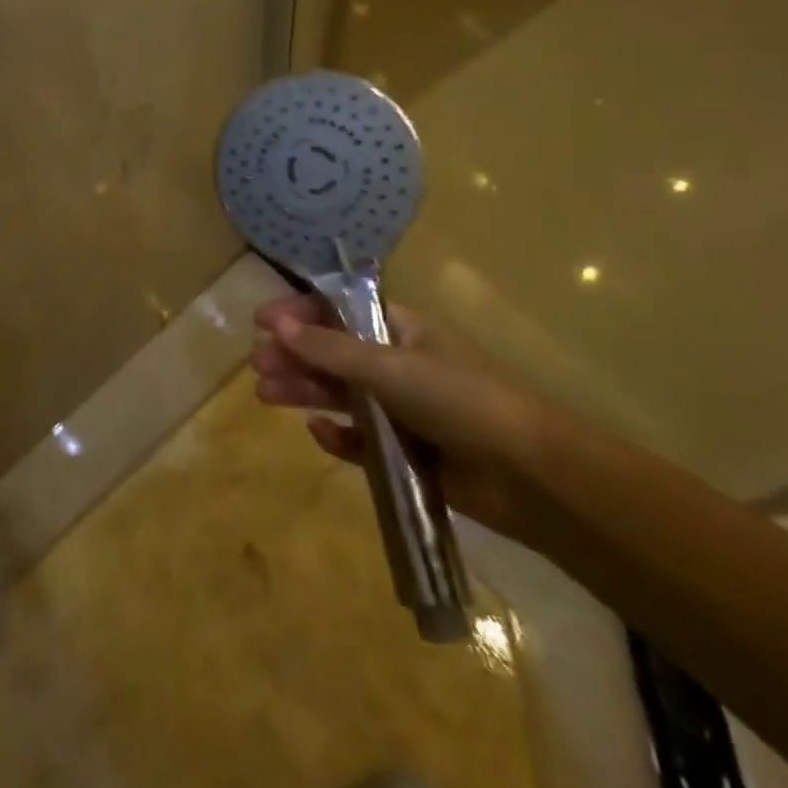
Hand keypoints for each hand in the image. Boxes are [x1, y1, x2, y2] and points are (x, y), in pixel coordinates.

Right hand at [251, 294, 557, 544]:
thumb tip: (275, 323)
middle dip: (293, 355)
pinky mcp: (407, 452)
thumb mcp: (387, 365)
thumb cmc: (458, 399)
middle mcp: (397, 365)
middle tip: (257, 365)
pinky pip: (360, 439)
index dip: (299, 312)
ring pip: (340, 394)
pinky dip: (338, 435)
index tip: (261, 321)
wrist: (530, 475)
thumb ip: (328, 348)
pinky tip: (318, 432)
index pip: (338, 311)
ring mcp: (402, 409)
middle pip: (332, 353)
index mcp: (400, 330)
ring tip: (265, 394)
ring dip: (303, 390)